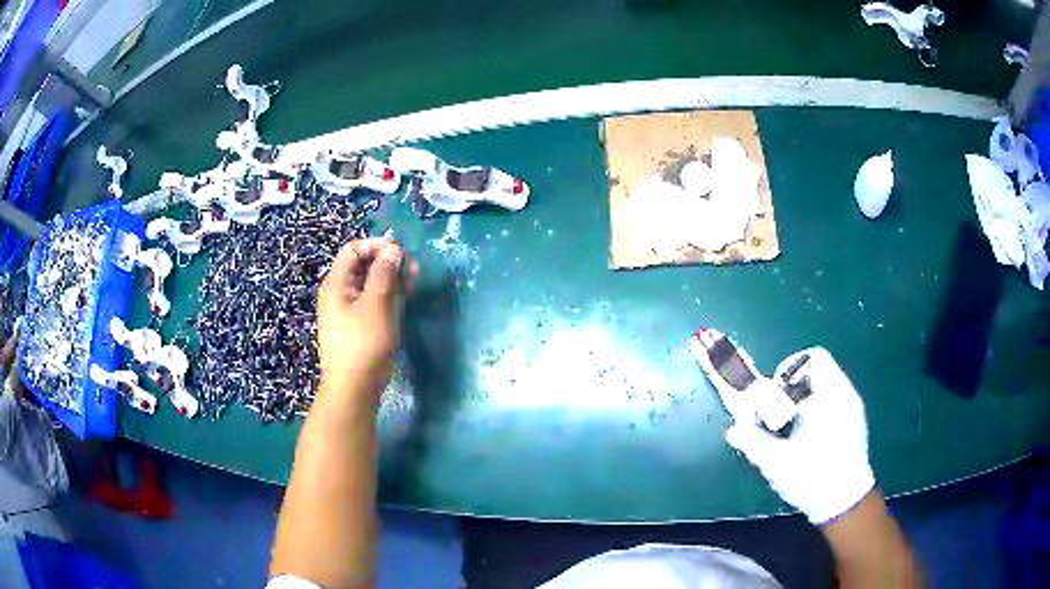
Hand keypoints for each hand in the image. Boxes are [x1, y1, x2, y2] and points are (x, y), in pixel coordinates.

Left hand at [317, 239, 416, 403]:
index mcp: (336, 284)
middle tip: (413, 267)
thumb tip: (393, 248)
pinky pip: (373, 302)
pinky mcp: (359, 326)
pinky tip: (405, 297)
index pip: (353, 250)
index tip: (400, 252)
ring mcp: (349, 311)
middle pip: (363, 266)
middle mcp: (340, 293)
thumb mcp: (376, 304)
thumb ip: (384, 273)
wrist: (354, 388)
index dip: (376, 246)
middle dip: (388, 262)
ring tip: (415, 279)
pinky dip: (388, 296)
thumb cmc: (363, 343)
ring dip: (392, 279)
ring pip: (371, 285)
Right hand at [725, 347, 874, 524]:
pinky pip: (832, 401)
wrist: (845, 504)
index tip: (776, 394)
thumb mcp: (777, 463)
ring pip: (824, 387)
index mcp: (830, 397)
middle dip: (793, 388)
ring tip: (790, 427)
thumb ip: (754, 442)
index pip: (814, 358)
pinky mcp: (854, 423)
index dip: (790, 369)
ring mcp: (852, 409)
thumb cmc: (813, 479)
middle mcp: (845, 395)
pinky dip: (816, 409)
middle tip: (778, 414)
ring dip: (803, 400)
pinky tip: (806, 437)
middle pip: (817, 371)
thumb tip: (733, 430)